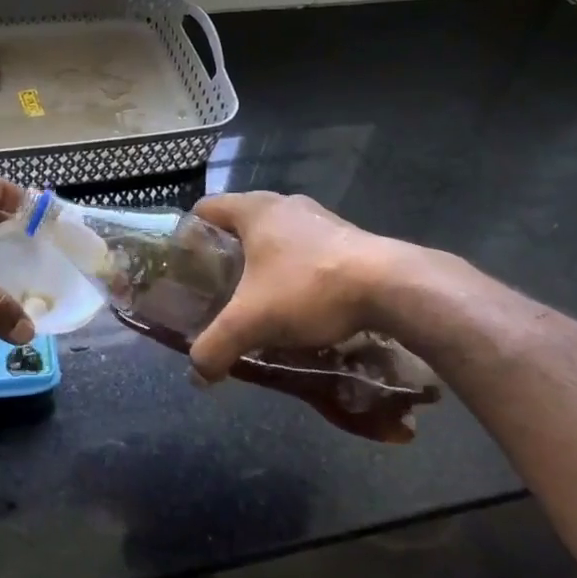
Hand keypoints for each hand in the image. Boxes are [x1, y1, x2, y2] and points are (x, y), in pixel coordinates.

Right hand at [185, 193, 442, 443]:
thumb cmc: (309, 289)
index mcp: (254, 209)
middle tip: (216, 290)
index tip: (185, 268)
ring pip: (275, 236)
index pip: (205, 208)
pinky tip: (298, 303)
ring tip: (256, 300)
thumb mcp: (252, 321)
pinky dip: (293, 270)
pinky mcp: (345, 236)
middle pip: (239, 223)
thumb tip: (196, 373)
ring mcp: (318, 217)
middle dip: (225, 255)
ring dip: (262, 263)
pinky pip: (305, 248)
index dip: (188, 235)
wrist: (391, 286)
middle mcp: (283, 204)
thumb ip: (216, 345)